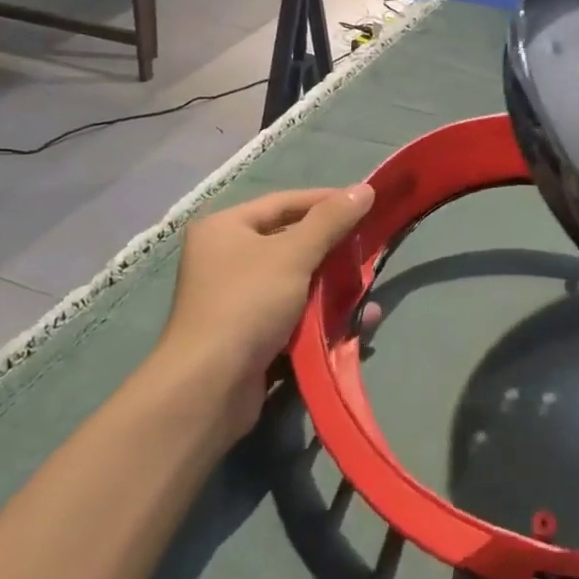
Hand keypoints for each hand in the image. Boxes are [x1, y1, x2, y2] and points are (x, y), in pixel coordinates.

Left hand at [156, 185, 373, 437]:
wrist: (208, 390)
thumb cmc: (247, 304)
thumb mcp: (293, 254)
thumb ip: (331, 220)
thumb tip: (365, 188)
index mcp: (225, 228)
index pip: (284, 202)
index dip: (325, 201)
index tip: (366, 204)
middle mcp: (226, 259)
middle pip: (291, 242)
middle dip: (333, 249)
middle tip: (369, 249)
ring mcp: (236, 301)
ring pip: (297, 282)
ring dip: (333, 287)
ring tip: (367, 290)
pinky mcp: (249, 337)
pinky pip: (294, 316)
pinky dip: (323, 317)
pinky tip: (357, 323)